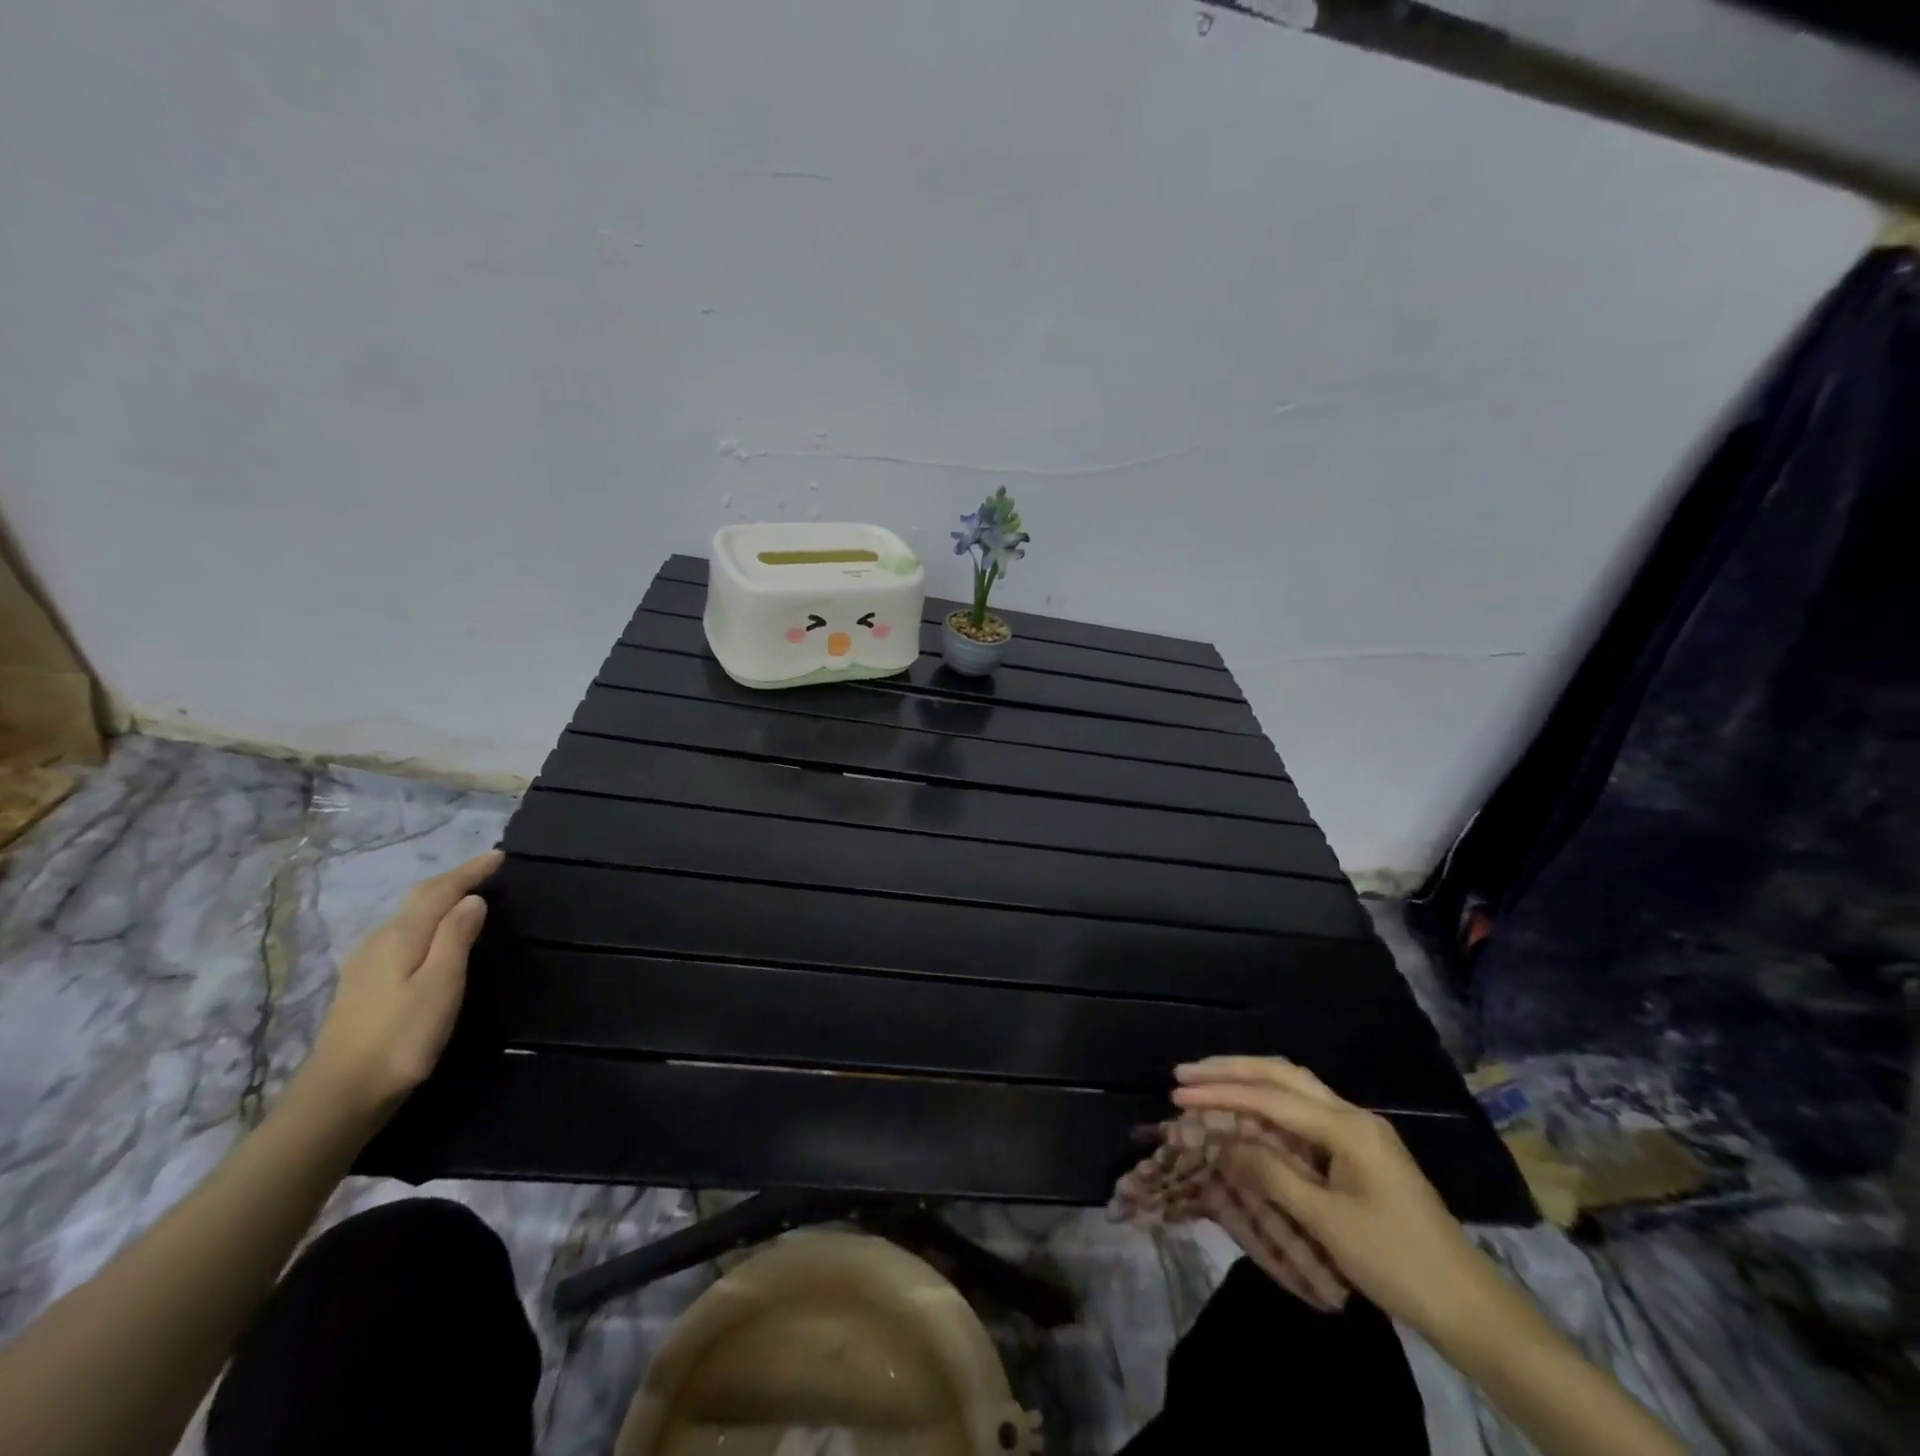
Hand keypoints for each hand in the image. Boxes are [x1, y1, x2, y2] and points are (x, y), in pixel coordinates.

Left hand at [298, 850, 502, 1125]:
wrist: (340, 1095)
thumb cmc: (401, 1037)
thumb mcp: (441, 984)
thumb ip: (456, 937)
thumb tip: (471, 899)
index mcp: (401, 936)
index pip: (439, 891)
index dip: (470, 871)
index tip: (500, 856)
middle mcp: (379, 942)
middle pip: (419, 899)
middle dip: (453, 880)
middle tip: (486, 871)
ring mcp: (365, 965)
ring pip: (408, 917)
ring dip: (438, 900)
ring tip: (466, 897)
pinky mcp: (363, 986)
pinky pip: (401, 935)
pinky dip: (425, 922)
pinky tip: (431, 936)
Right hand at [1172, 1056, 1496, 1338]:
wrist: (1470, 1307)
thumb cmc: (1398, 1263)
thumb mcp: (1328, 1222)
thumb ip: (1272, 1174)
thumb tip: (1222, 1143)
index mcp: (1347, 1127)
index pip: (1270, 1097)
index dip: (1221, 1093)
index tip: (1178, 1093)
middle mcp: (1352, 1115)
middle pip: (1282, 1074)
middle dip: (1231, 1071)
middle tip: (1186, 1074)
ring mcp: (1358, 1131)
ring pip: (1294, 1087)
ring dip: (1249, 1081)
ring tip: (1207, 1083)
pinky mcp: (1359, 1151)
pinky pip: (1304, 1113)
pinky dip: (1269, 1106)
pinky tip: (1248, 1112)